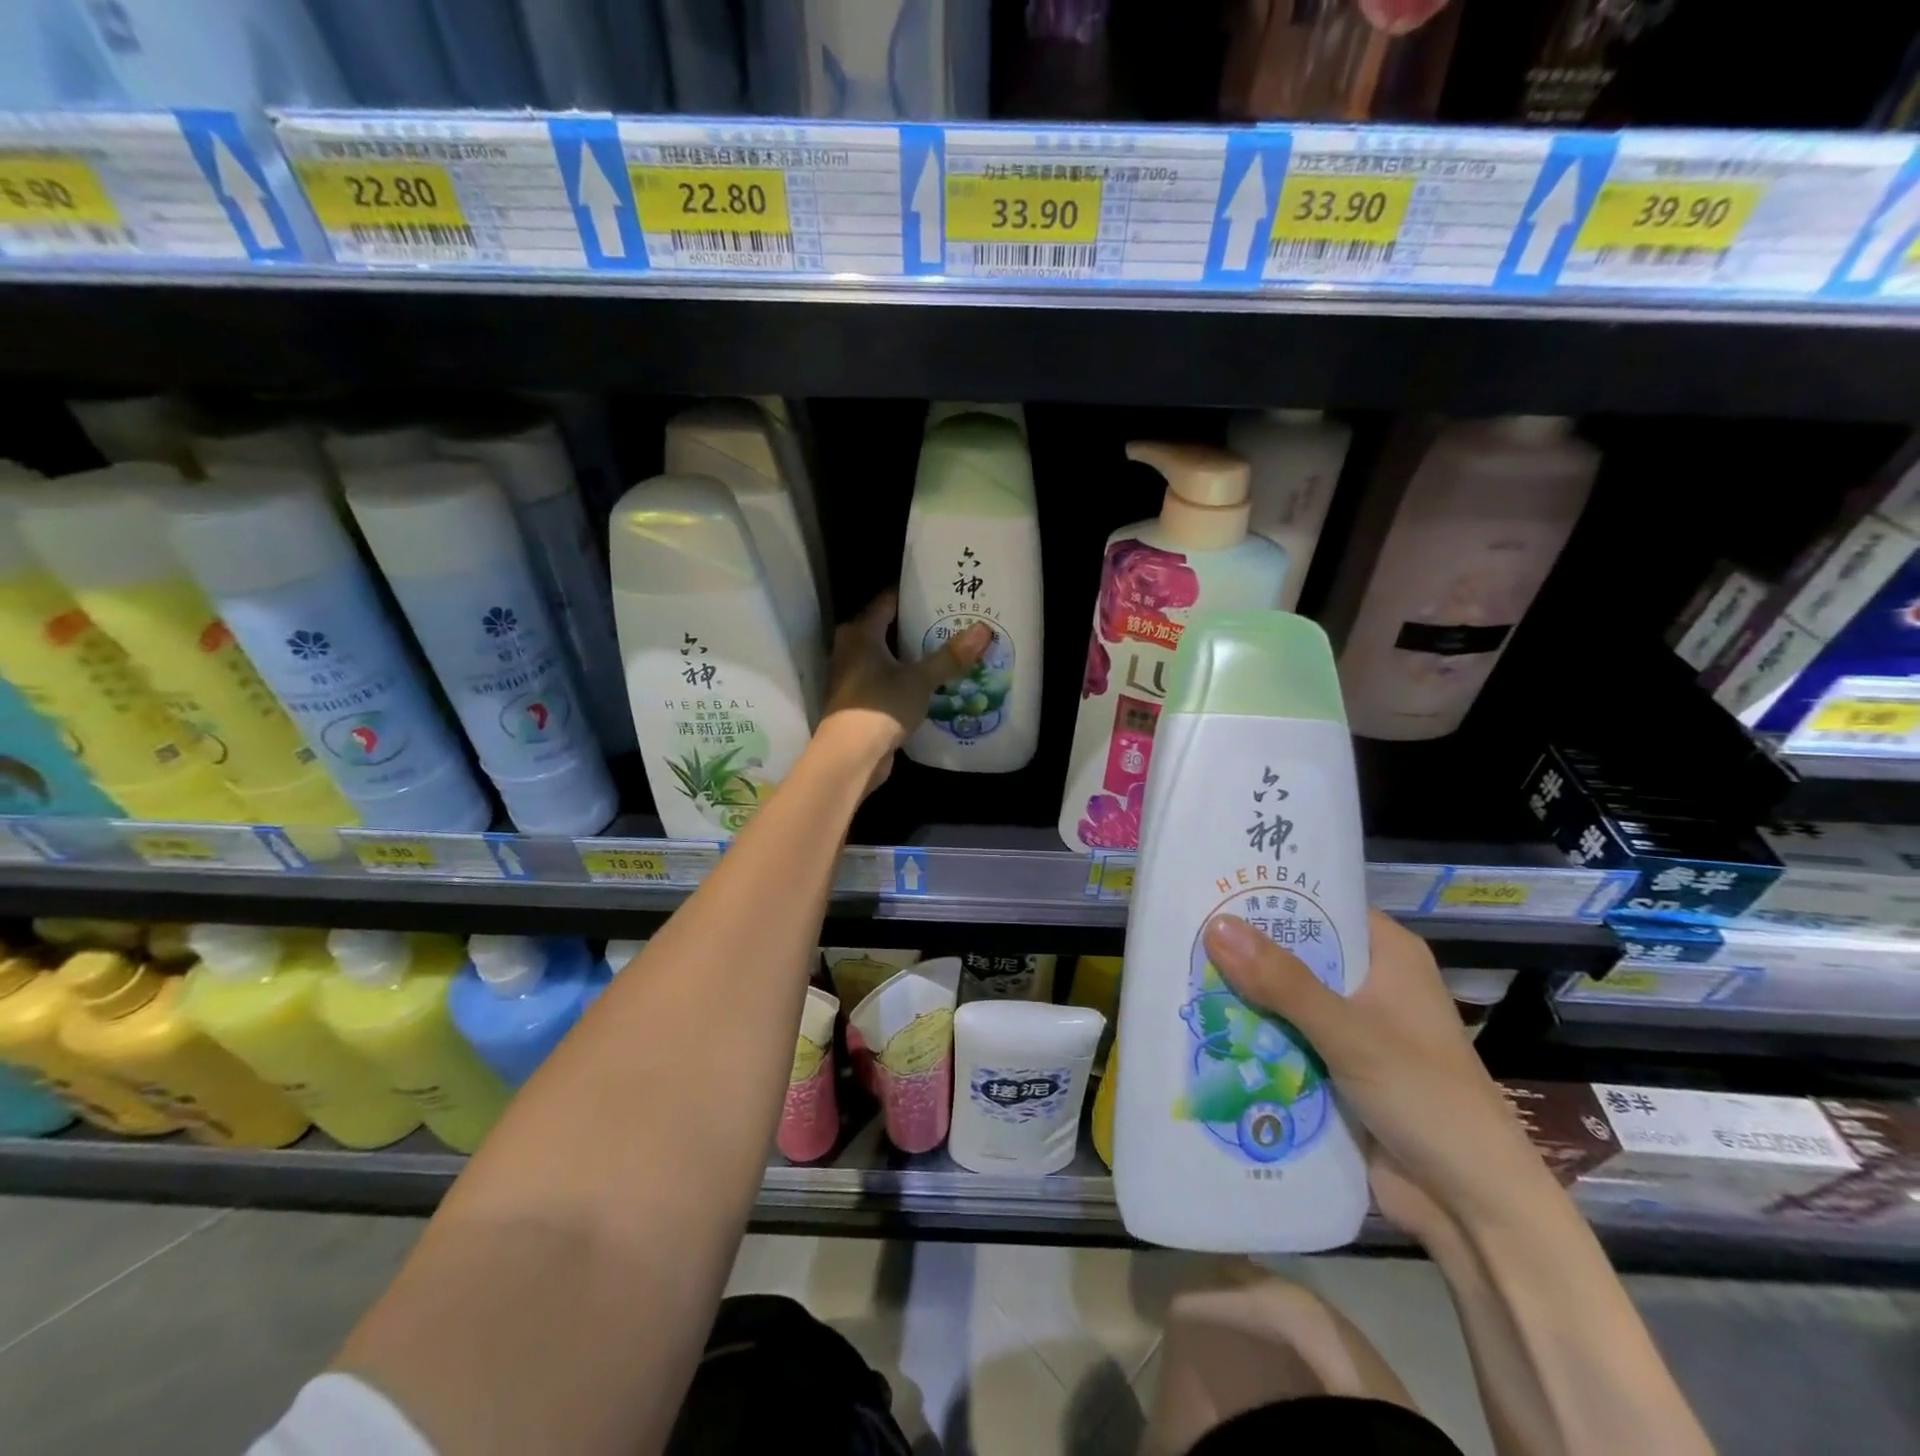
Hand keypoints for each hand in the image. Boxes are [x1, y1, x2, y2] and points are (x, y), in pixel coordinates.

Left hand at [817, 592, 991, 795]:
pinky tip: (930, 684)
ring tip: (946, 651)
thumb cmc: (880, 706)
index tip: (940, 592)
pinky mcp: (859, 703)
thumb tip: (983, 630)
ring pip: (886, 658)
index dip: (911, 595)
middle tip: (950, 622)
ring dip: (911, 656)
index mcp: (860, 633)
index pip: (886, 602)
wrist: (851, 756)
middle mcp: (850, 650)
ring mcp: (852, 678)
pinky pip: (886, 682)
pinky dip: (905, 680)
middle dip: (915, 626)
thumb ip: (950, 657)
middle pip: (886, 629)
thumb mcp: (920, 680)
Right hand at [1202, 911, 1563, 1240]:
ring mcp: (1351, 1028)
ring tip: (1175, 970)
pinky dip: (1251, 1034)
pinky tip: (1199, 1023)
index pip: (1321, 903)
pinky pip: (1283, 1038)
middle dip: (1242, 948)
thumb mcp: (1350, 1032)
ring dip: (1241, 994)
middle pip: (1294, 951)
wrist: (1471, 1208)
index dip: (1270, 893)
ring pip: (1282, 997)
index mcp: (1388, 955)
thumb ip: (1282, 982)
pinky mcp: (1334, 1068)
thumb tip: (1215, 925)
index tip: (1212, 884)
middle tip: (1180, 927)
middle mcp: (1369, 982)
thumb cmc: (1426, 1098)